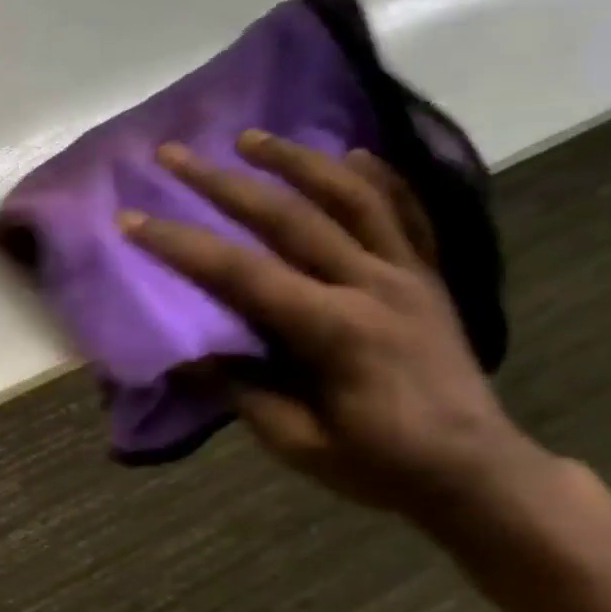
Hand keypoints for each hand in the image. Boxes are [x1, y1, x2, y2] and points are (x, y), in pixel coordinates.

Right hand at [122, 131, 552, 524]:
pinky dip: (380, 178)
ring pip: (350, 197)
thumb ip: (241, 389)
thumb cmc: (380, 465)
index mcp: (334, 332)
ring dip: (295, 160)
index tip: (132, 220)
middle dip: (223, 182)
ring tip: (250, 137)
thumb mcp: (296, 440)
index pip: (242, 274)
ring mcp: (407, 275)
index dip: (181, 245)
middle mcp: (372, 286)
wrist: (478, 474)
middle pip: (289, 217)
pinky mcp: (429, 277)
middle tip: (175, 154)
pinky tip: (352, 153)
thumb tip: (184, 355)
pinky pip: (407, 214)